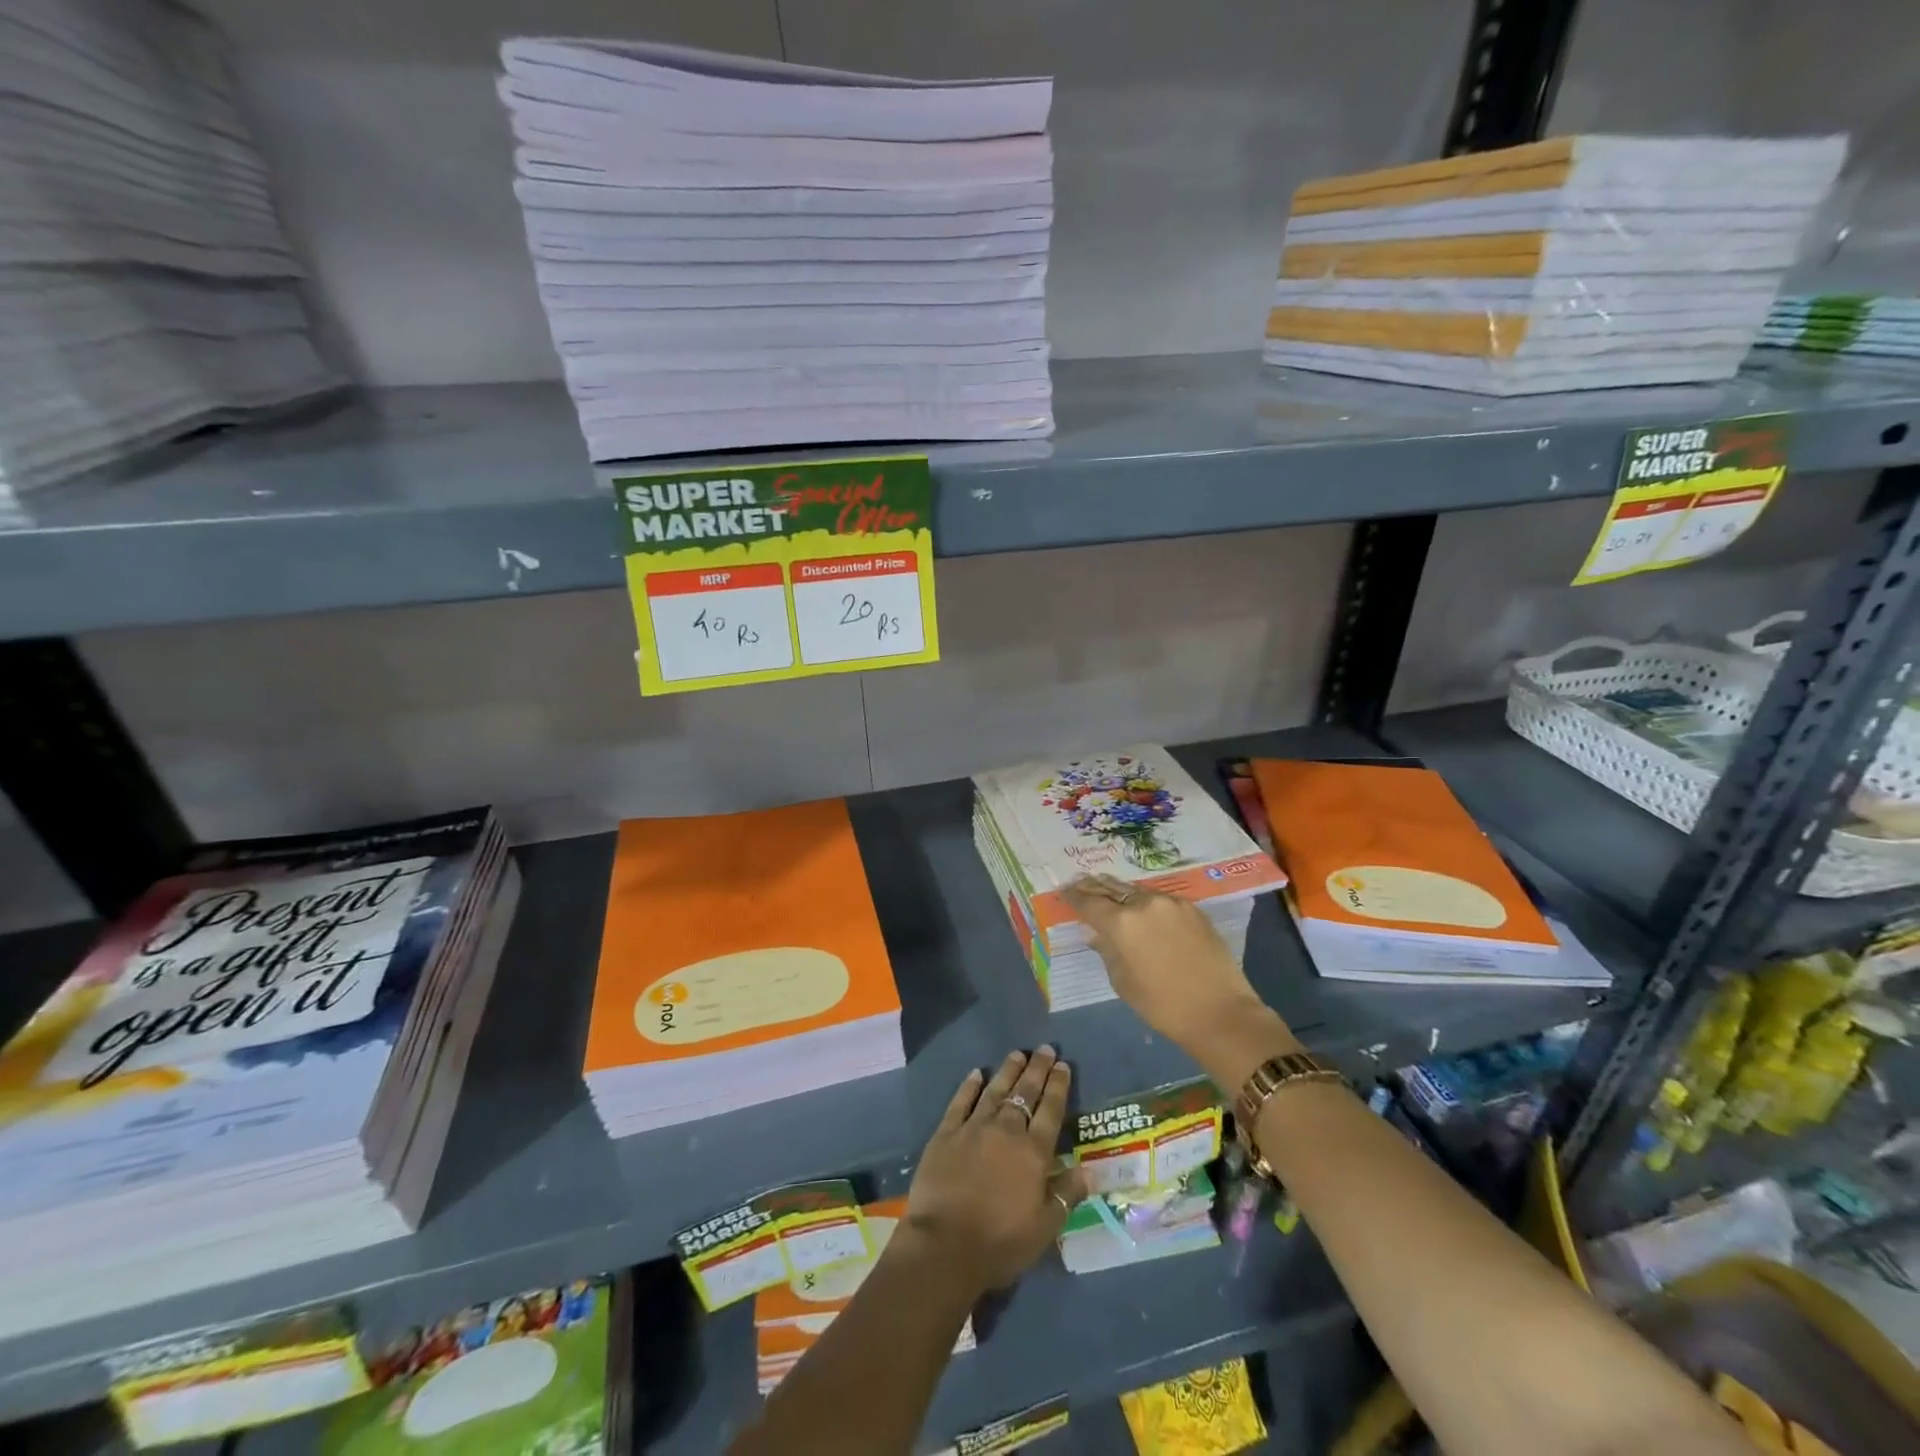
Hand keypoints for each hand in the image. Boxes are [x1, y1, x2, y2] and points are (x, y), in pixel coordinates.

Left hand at [904, 1048, 1087, 1290]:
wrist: (945, 1246)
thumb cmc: (1000, 1243)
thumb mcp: (1044, 1228)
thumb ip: (1066, 1195)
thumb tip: (1088, 1170)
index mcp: (1033, 1153)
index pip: (1051, 1111)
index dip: (1058, 1086)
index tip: (1063, 1065)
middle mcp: (1006, 1131)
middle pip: (1025, 1093)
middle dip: (1037, 1070)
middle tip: (1045, 1049)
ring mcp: (974, 1128)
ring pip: (995, 1091)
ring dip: (1008, 1071)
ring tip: (1018, 1054)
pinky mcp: (946, 1133)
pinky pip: (961, 1102)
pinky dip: (970, 1086)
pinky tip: (977, 1073)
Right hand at [1063, 875, 1270, 1055]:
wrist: (1220, 1013)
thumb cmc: (1163, 1005)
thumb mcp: (1122, 982)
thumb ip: (1106, 951)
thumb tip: (1097, 933)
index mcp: (1121, 923)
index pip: (1089, 902)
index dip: (1074, 896)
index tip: (1064, 892)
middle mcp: (1144, 903)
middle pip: (1112, 888)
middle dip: (1094, 887)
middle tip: (1081, 884)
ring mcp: (1171, 903)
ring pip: (1137, 891)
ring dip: (1121, 893)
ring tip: (1110, 895)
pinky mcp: (1193, 909)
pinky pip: (1161, 900)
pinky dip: (1146, 902)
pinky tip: (1143, 910)